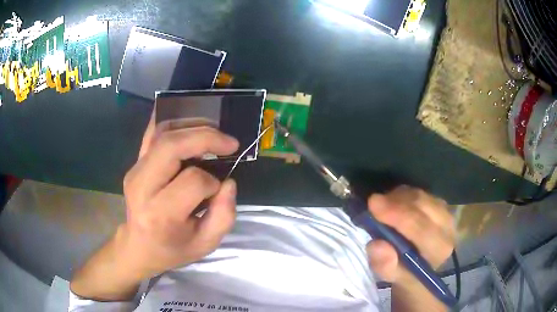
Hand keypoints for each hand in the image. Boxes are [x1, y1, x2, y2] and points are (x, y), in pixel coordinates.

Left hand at [121, 117, 239, 278]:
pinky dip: (173, 121)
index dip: (212, 182)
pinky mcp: (135, 163)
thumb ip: (224, 216)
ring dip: (192, 126)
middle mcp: (143, 187)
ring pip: (163, 133)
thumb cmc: (172, 249)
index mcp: (160, 214)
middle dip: (205, 137)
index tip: (217, 190)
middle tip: (228, 142)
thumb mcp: (205, 245)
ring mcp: (135, 170)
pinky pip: (152, 132)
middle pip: (171, 146)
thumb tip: (228, 182)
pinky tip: (190, 124)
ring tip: (214, 132)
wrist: (138, 245)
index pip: (193, 181)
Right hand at [366, 186, 454, 292]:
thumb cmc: (406, 273)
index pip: (421, 228)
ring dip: (397, 198)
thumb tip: (376, 245)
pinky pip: (418, 192)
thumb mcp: (392, 277)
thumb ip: (385, 266)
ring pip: (419, 195)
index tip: (373, 205)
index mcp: (439, 249)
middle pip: (422, 205)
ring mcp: (445, 211)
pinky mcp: (439, 203)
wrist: (421, 265)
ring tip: (381, 209)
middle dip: (395, 202)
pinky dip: (402, 195)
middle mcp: (448, 227)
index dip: (397, 215)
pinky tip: (392, 205)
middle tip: (372, 203)